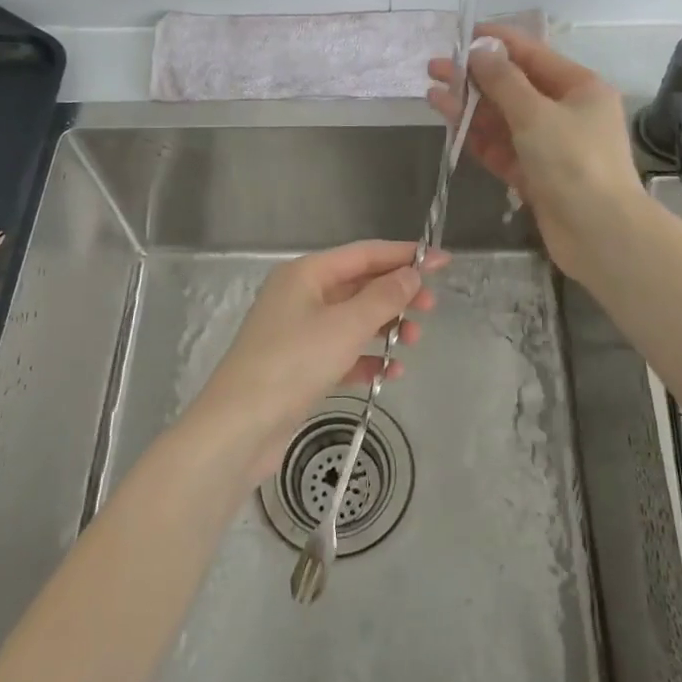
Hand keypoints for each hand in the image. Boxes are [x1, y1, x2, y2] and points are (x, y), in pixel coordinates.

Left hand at [187, 241, 445, 483]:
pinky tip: (389, 374)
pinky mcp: (300, 367)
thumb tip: (412, 274)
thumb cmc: (293, 364)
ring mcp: (298, 332)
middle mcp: (301, 296)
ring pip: (353, 320)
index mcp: (306, 274)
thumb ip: (383, 298)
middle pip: (359, 285)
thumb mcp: (345, 326)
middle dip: (397, 295)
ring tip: (413, 342)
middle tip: (431, 308)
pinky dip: (366, 359)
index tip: (443, 262)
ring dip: (385, 327)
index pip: (364, 254)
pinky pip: (342, 353)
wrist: (239, 428)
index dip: (405, 256)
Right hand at [427, 25, 645, 278]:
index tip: (461, 36)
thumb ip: (503, 81)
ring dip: (470, 107)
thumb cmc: (574, 162)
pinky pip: (502, 148)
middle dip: (475, 77)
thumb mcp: (536, 114)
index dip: (496, 42)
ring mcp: (549, 145)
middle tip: (435, 68)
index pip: (532, 54)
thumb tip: (479, 52)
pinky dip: (477, 137)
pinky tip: (450, 125)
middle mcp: (566, 112)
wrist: (599, 233)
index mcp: (579, 87)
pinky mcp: (534, 174)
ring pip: (503, 119)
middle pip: (514, 87)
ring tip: (432, 95)